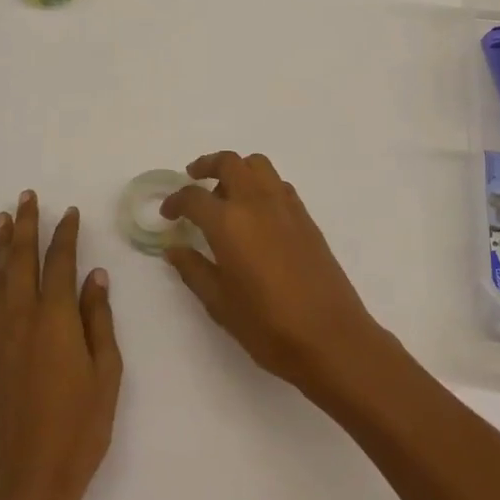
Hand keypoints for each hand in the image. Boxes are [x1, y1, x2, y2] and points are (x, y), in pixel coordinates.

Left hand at [0, 191, 121, 499]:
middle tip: (28, 197)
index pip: (61, 263)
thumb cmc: (80, 429)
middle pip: (24, 260)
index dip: (66, 235)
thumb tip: (95, 276)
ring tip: (3, 216)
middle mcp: (23, 318)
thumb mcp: (106, 374)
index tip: (70, 212)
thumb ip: (98, 320)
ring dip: (3, 244)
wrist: (28, 482)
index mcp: (57, 319)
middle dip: (28, 226)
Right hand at [162, 152, 385, 398]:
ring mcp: (285, 206)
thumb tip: (174, 248)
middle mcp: (256, 202)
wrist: (331, 337)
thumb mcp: (220, 303)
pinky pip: (278, 184)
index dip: (175, 201)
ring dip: (237, 169)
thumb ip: (193, 269)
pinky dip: (261, 185)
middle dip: (206, 166)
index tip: (168, 213)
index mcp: (229, 223)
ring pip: (257, 165)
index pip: (193, 197)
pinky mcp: (305, 216)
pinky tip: (256, 213)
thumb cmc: (267, 326)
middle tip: (193, 179)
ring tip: (226, 193)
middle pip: (229, 162)